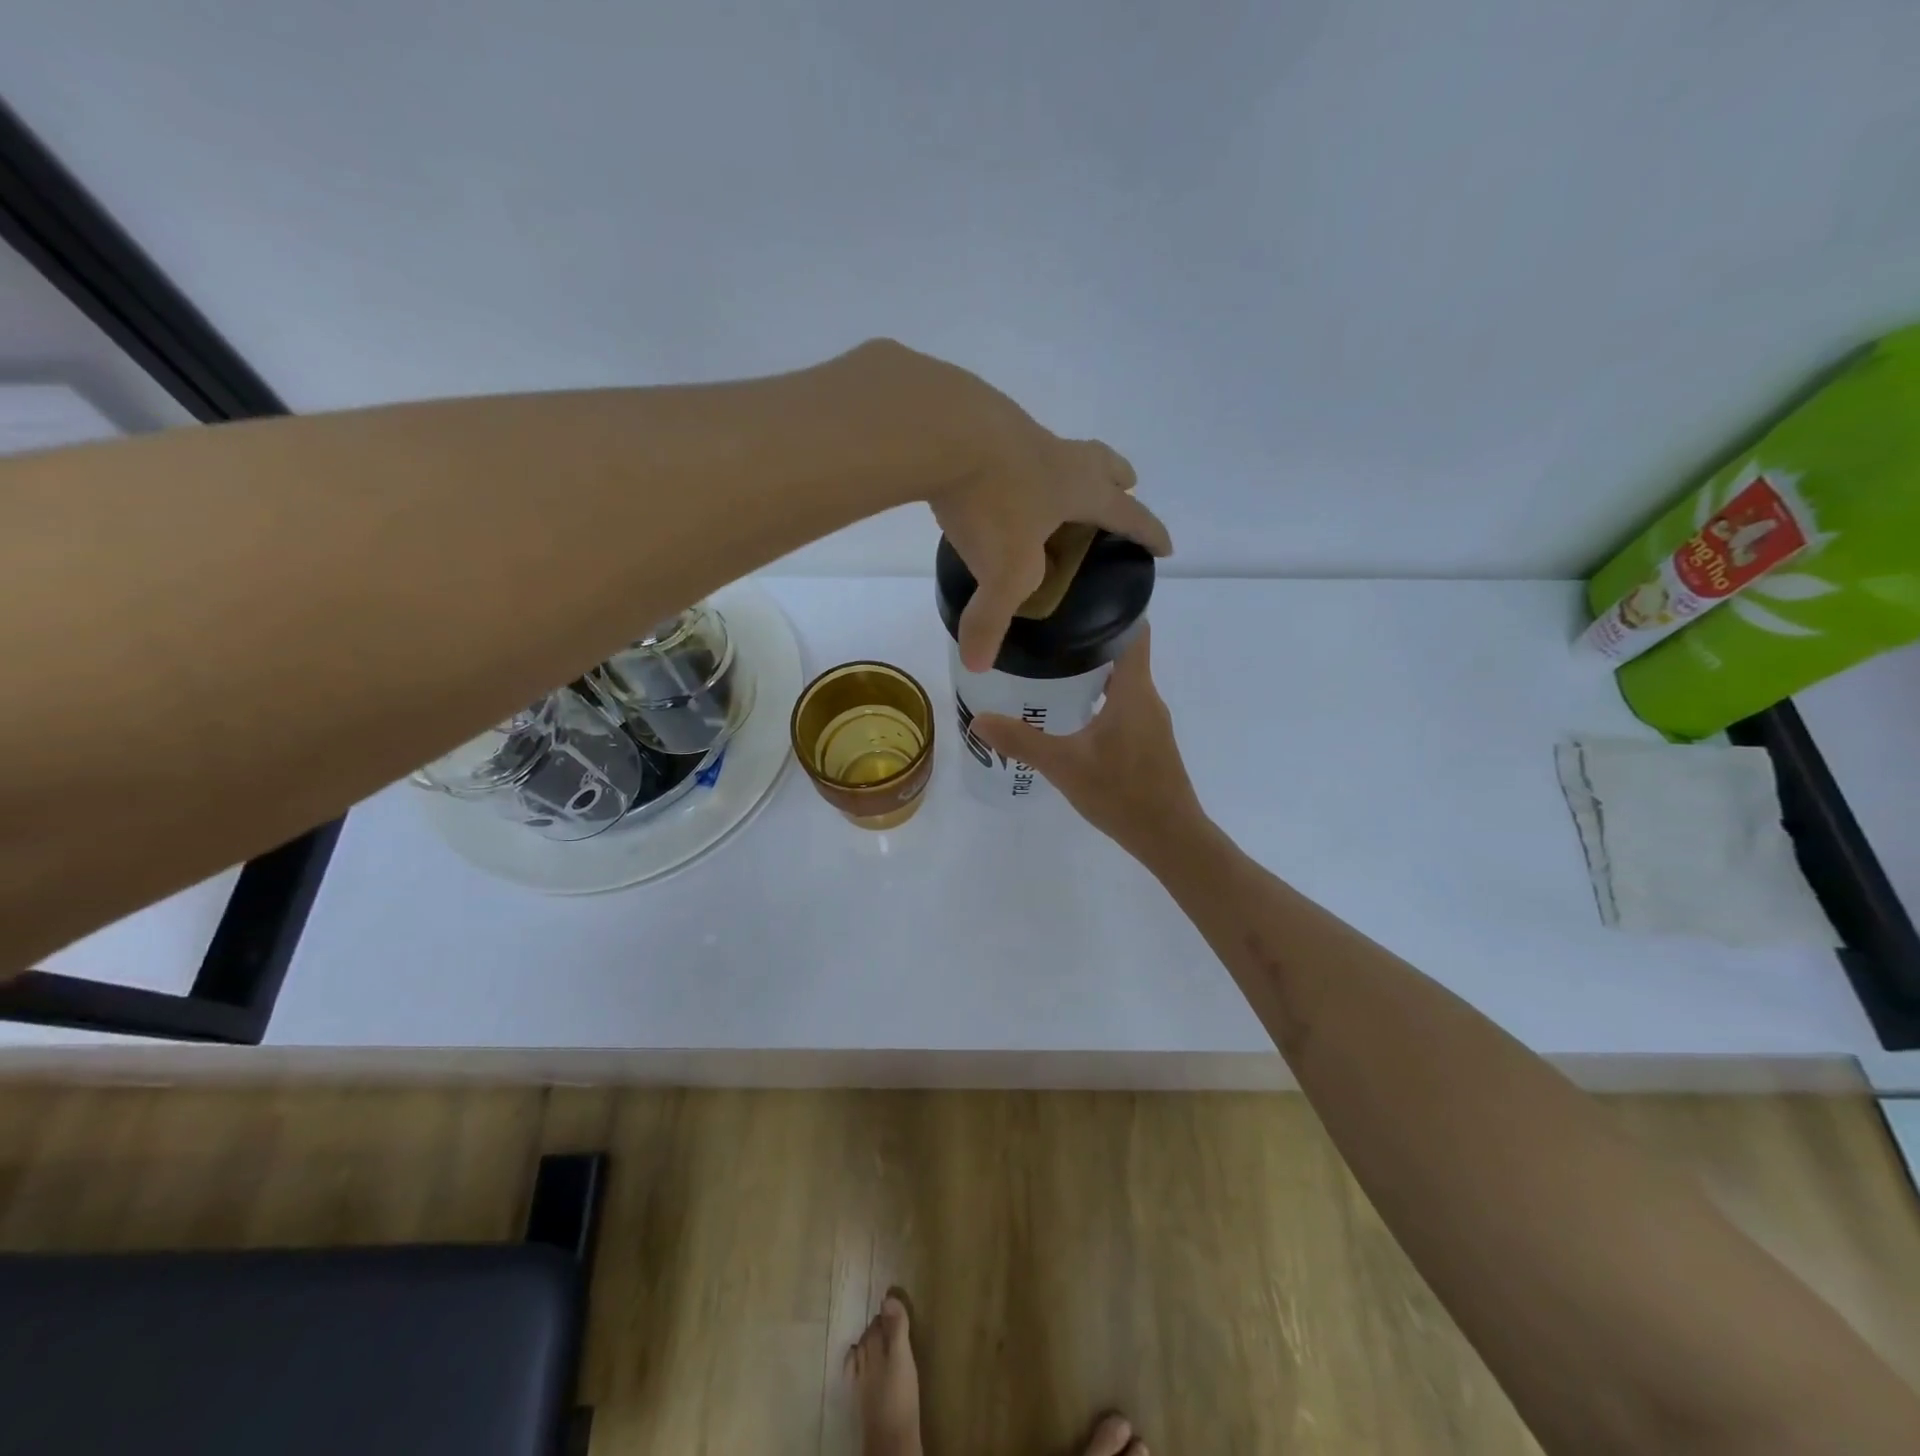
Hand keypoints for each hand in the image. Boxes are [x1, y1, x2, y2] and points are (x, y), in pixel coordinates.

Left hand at [851, 341, 1171, 670]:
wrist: (940, 426)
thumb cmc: (990, 501)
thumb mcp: (1000, 571)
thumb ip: (990, 620)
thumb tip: (977, 664)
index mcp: (1077, 489)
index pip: (1127, 514)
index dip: (1148, 532)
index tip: (1165, 546)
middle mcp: (1056, 454)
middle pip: (1101, 462)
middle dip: (1117, 479)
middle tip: (1124, 488)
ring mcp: (1017, 431)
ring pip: (1054, 447)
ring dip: (1062, 466)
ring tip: (1047, 487)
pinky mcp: (978, 420)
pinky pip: (1007, 442)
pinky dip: (1011, 460)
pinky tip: (988, 472)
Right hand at [971, 625, 1203, 855]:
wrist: (1170, 838)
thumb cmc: (1121, 792)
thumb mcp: (1064, 764)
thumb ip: (1021, 741)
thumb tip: (978, 718)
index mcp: (1134, 691)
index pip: (1134, 630)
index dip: (1111, 610)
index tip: (1076, 602)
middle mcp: (1148, 699)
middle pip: (1123, 655)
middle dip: (1088, 644)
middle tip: (1047, 639)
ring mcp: (1151, 724)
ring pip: (1122, 685)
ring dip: (1093, 676)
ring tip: (1051, 674)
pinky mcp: (1149, 745)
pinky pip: (1124, 709)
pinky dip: (1100, 703)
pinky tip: (1072, 718)